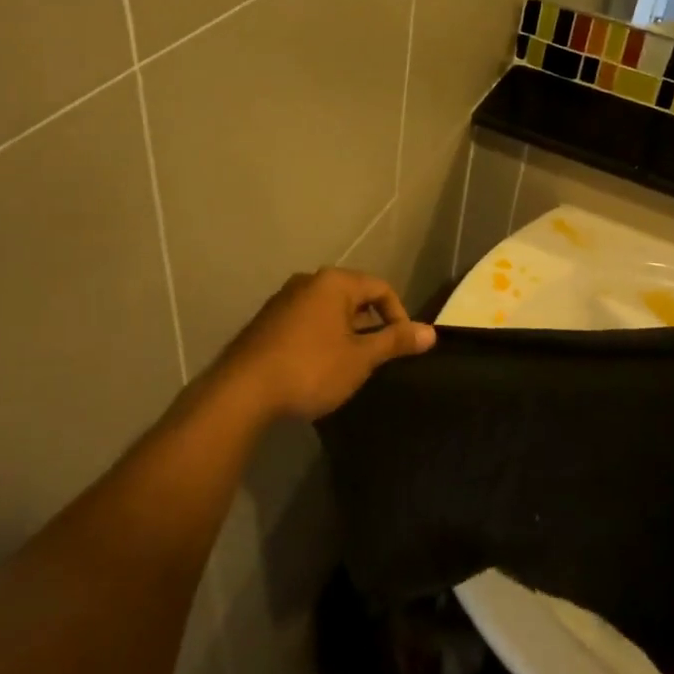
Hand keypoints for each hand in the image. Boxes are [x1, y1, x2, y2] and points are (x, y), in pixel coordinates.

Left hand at [203, 268, 434, 423]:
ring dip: (345, 333)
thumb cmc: (311, 368)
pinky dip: (320, 339)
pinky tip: (317, 368)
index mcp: (334, 283)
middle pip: (353, 296)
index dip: (398, 315)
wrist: (243, 391)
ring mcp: (283, 301)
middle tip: (376, 358)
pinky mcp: (266, 322)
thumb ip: (394, 341)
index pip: (380, 288)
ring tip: (349, 366)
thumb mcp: (360, 358)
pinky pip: (306, 322)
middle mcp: (307, 282)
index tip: (402, 347)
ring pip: (327, 311)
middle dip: (370, 325)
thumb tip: (431, 332)